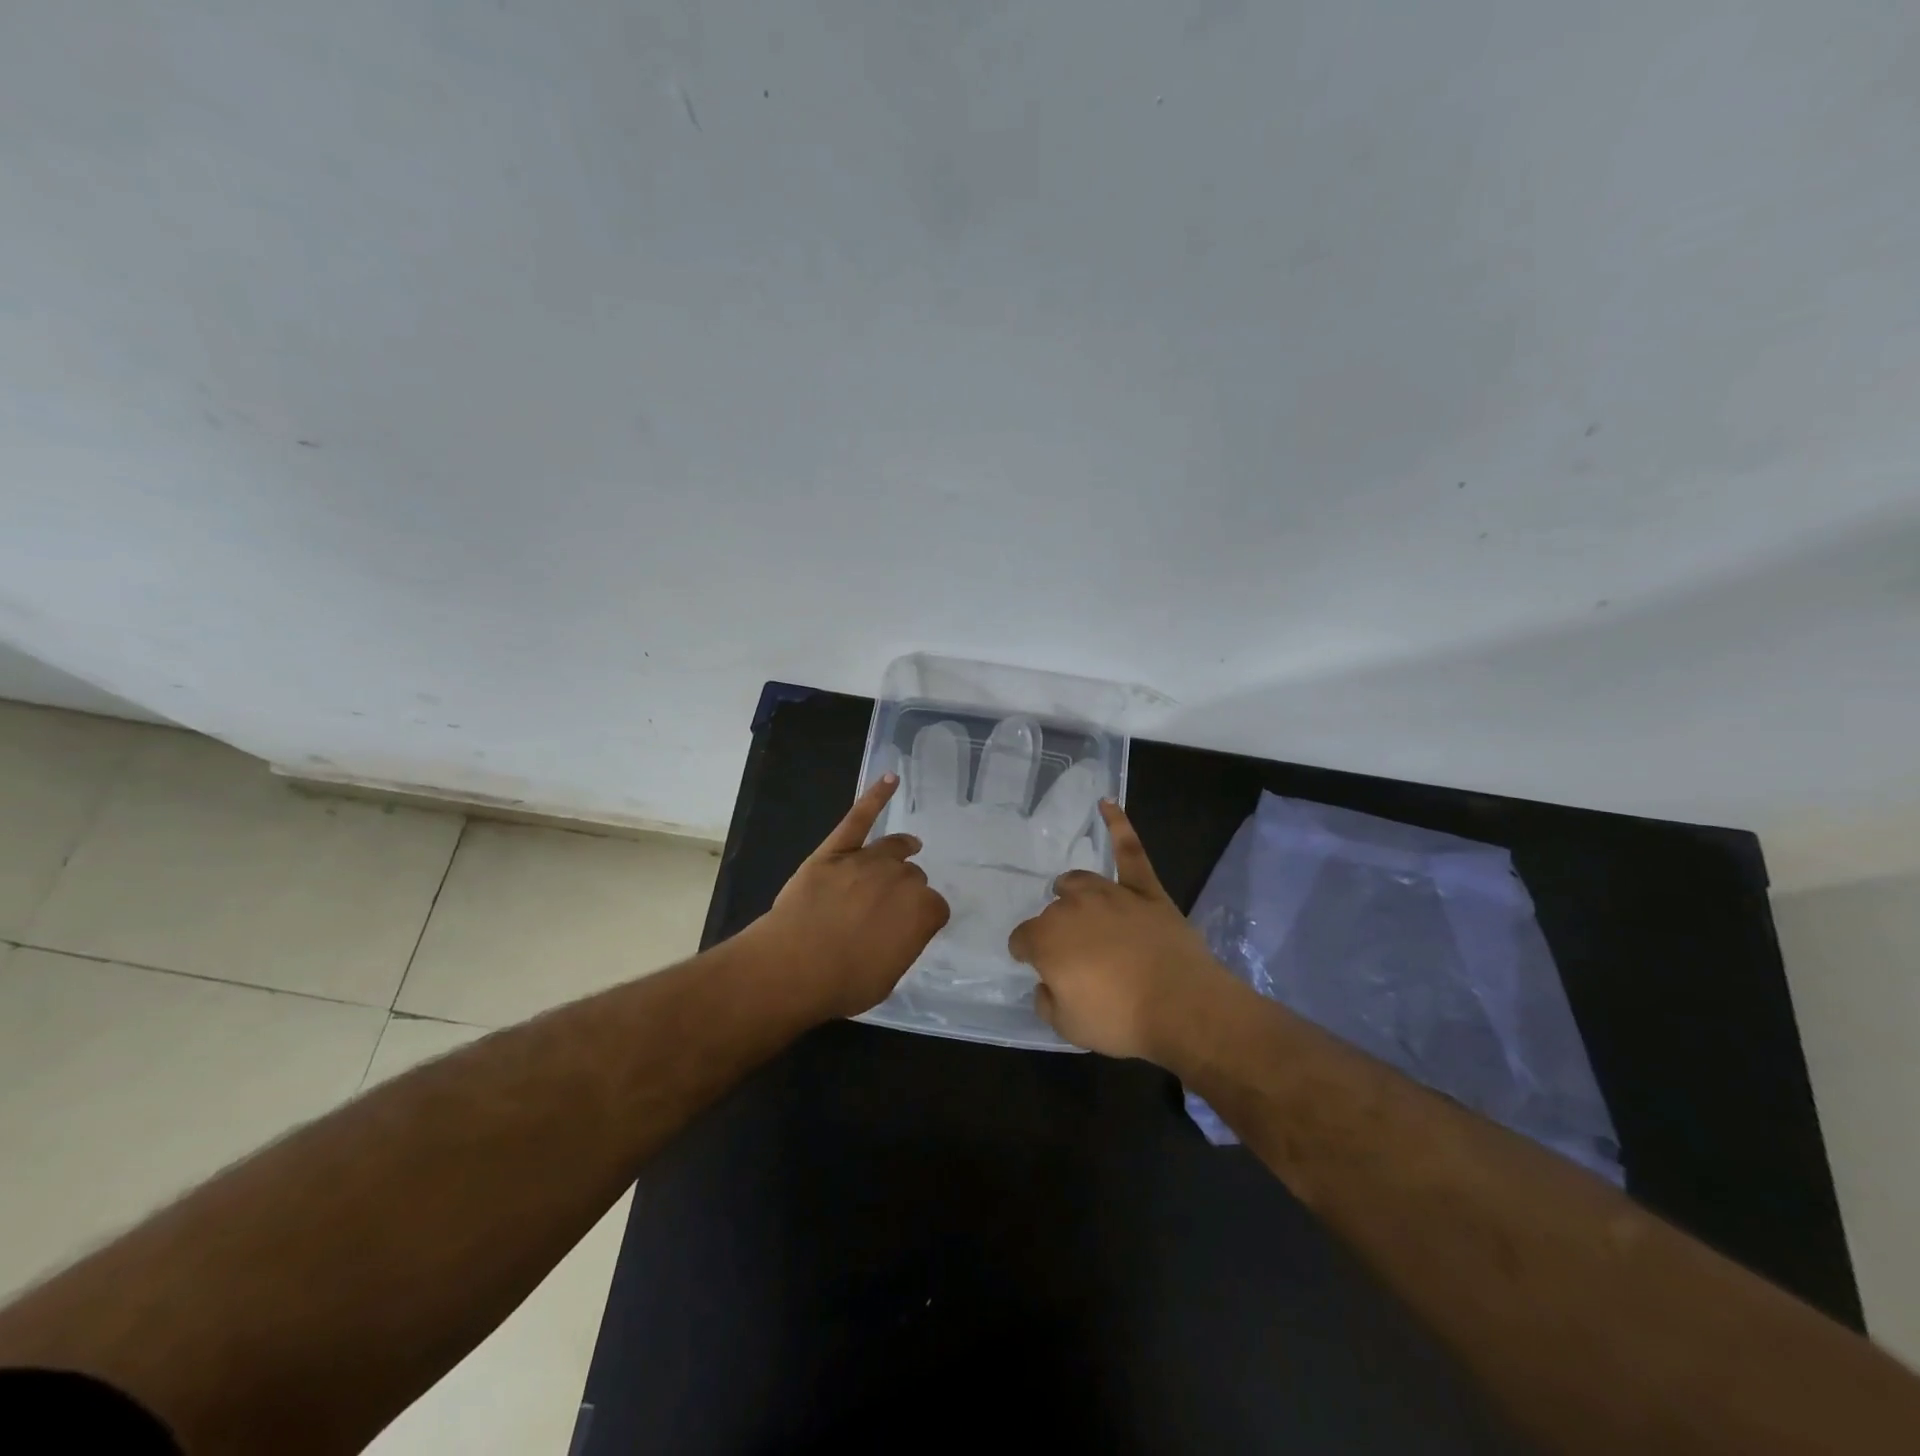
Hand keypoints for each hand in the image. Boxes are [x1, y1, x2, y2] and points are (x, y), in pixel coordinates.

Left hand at [756, 774, 950, 1020]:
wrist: (793, 966)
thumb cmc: (843, 982)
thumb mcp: (888, 976)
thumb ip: (903, 944)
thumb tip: (901, 931)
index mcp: (922, 912)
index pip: (935, 908)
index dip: (923, 918)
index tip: (910, 928)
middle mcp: (901, 879)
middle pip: (913, 876)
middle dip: (906, 889)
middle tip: (889, 908)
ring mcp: (867, 860)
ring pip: (893, 848)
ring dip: (902, 849)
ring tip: (909, 847)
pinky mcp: (835, 849)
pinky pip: (859, 817)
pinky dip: (876, 796)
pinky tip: (890, 778)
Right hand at [1007, 801, 1237, 1060]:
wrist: (1182, 1005)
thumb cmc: (1120, 1019)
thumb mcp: (1068, 1027)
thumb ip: (1046, 1001)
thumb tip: (1045, 984)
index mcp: (1047, 939)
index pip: (1023, 940)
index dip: (1026, 954)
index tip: (1035, 966)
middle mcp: (1072, 907)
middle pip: (1052, 912)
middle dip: (1055, 931)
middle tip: (1072, 956)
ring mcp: (1110, 893)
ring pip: (1080, 882)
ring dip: (1072, 892)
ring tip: (1073, 899)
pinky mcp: (1145, 890)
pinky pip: (1129, 851)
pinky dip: (1118, 825)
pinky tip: (1107, 803)